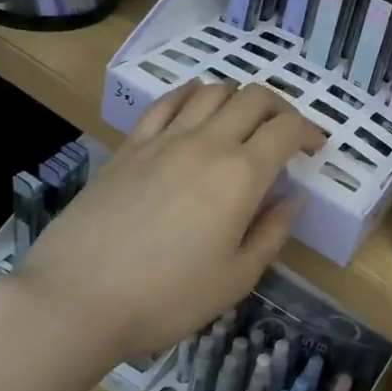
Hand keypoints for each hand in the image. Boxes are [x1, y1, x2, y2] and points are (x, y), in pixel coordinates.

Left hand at [8, 82, 322, 359]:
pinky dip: (191, 95)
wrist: (77, 299)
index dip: (310, 131)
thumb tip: (293, 199)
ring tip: (242, 122)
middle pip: (254, 98)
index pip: (287, 129)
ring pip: (212, 91)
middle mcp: (207, 144)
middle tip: (285, 133)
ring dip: (238, 98)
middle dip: (280, 108)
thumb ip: (271, 233)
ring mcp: (164, 139)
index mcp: (240, 176)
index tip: (315, 148)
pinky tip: (195, 108)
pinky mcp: (130, 145)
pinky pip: (167, 102)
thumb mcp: (236, 279)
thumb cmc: (166, 298)